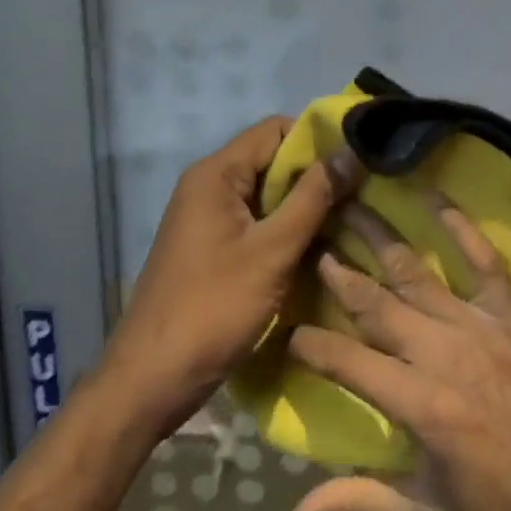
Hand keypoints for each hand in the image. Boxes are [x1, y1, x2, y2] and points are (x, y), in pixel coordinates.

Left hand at [102, 119, 361, 440]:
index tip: (357, 160)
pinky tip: (316, 248)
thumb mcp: (272, 251)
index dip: (318, 139)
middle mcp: (208, 185)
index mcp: (216, 174)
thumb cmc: (211, 309)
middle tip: (361, 194)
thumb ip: (313, 198)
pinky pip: (255, 221)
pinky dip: (285, 228)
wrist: (149, 381)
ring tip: (349, 220)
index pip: (275, 129)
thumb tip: (351, 151)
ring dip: (303, 205)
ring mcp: (207, 217)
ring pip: (266, 194)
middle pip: (271, 160)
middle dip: (315, 175)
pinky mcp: (210, 246)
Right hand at [281, 199, 510, 510]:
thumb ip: (358, 506)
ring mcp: (482, 330)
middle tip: (309, 239)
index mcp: (422, 406)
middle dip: (339, 272)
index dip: (310, 344)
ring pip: (418, 275)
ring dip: (382, 238)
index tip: (283, 328)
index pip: (347, 362)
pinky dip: (461, 228)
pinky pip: (485, 265)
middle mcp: (446, 354)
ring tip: (352, 205)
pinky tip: (436, 198)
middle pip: (378, 304)